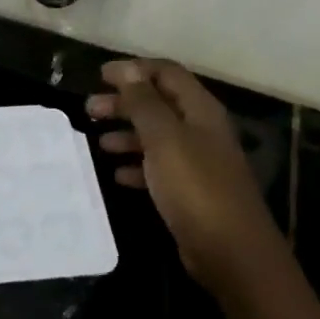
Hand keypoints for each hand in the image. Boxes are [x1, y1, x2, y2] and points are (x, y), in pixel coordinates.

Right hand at [87, 59, 278, 289]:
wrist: (229, 249)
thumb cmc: (195, 186)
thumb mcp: (164, 138)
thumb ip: (144, 103)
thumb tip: (126, 68)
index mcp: (200, 110)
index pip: (167, 74)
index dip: (134, 70)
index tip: (99, 75)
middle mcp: (201, 130)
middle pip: (159, 105)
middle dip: (124, 103)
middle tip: (89, 110)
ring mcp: (198, 162)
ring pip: (156, 137)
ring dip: (127, 135)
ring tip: (99, 143)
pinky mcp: (190, 191)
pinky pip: (158, 169)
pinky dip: (137, 166)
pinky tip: (117, 175)